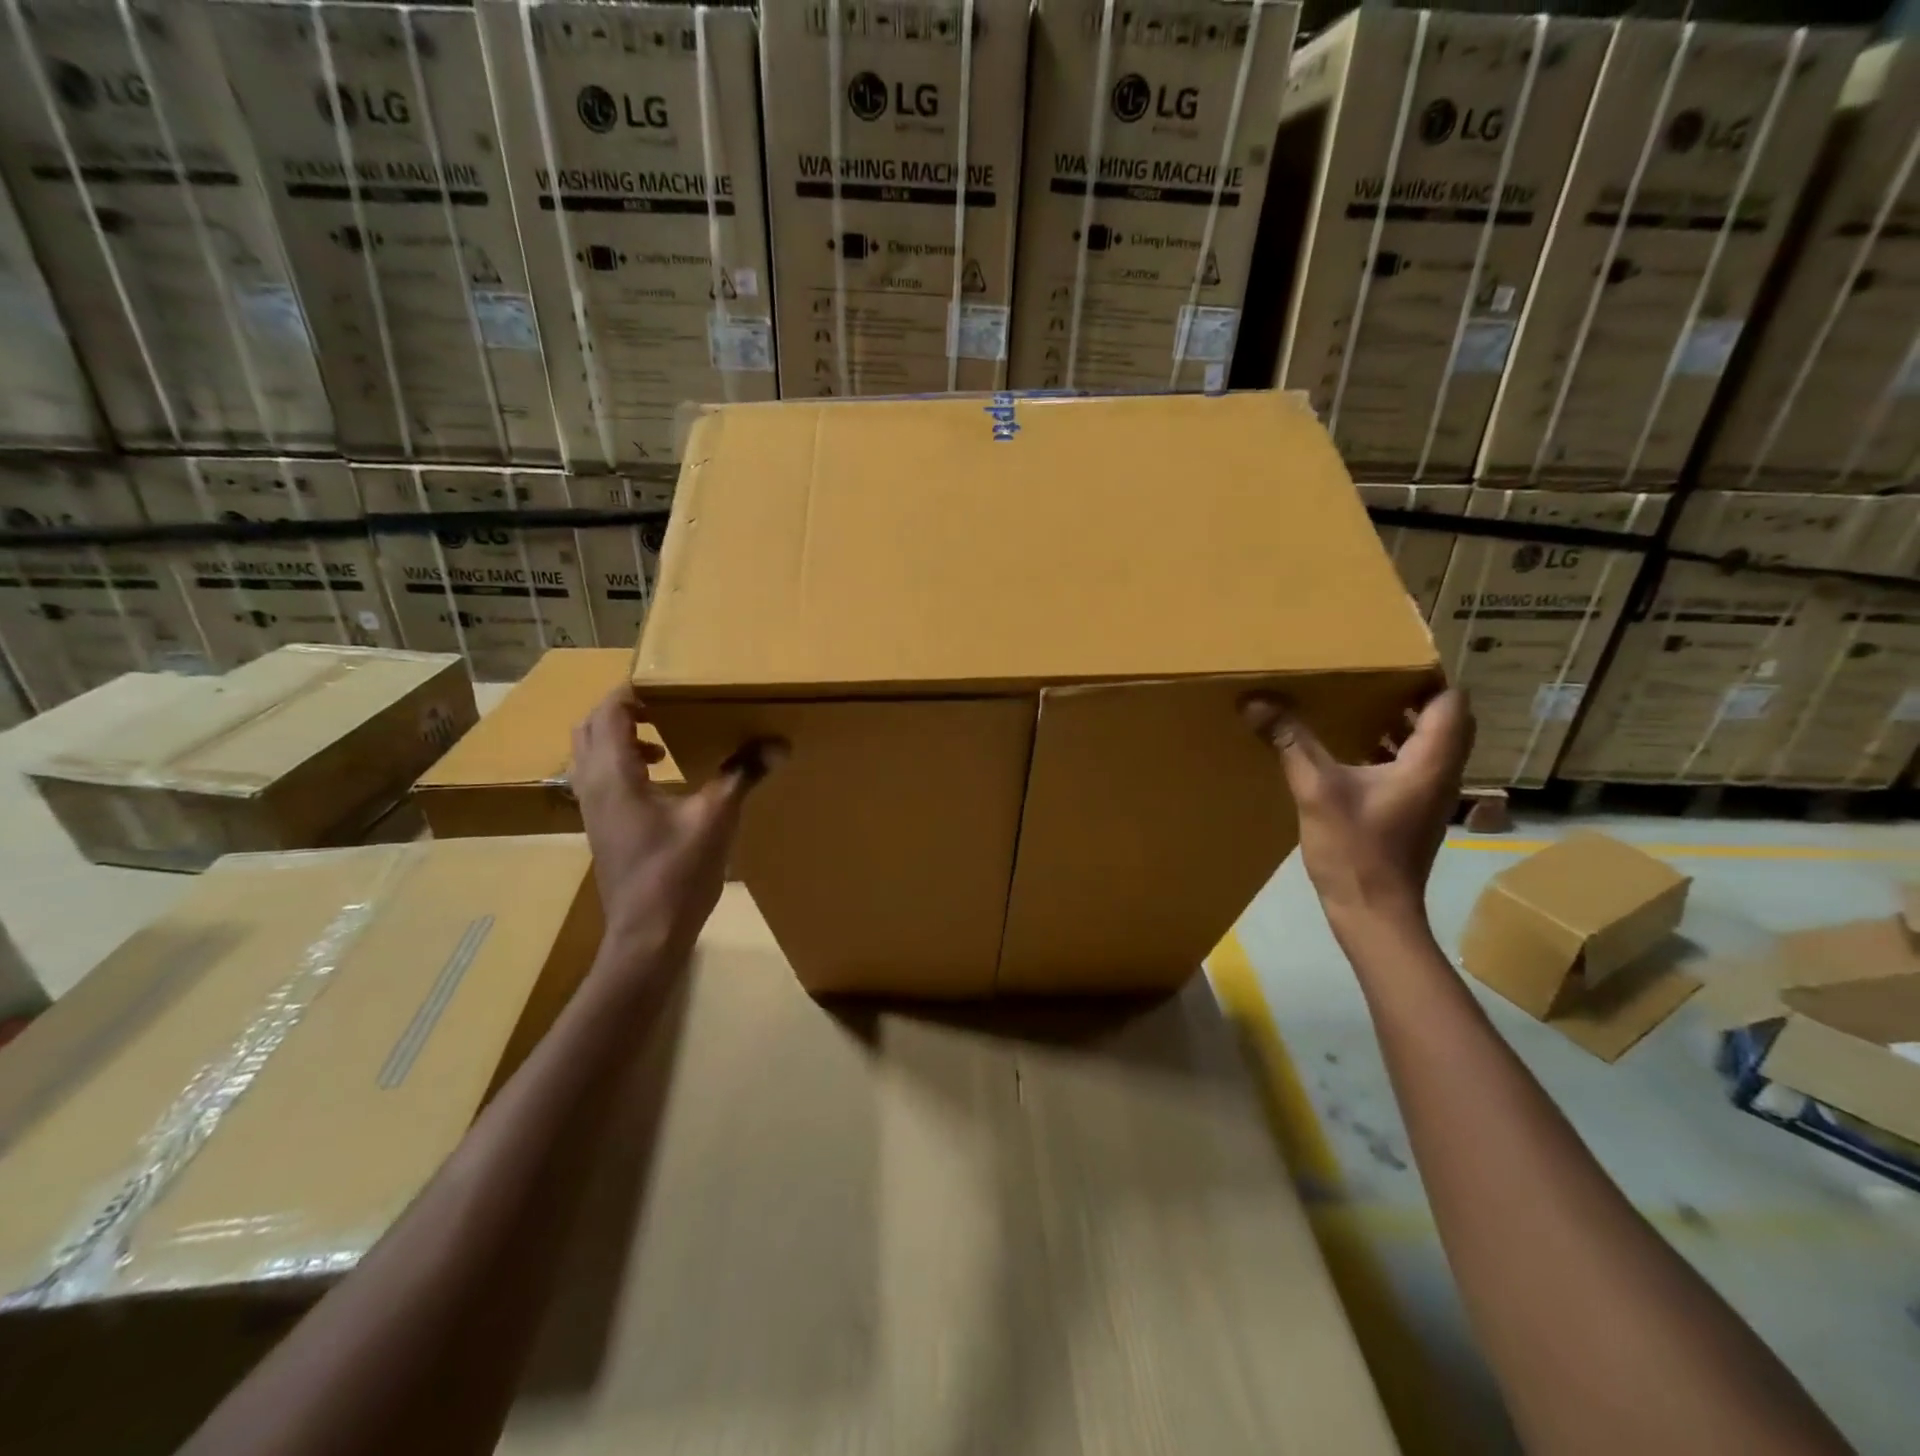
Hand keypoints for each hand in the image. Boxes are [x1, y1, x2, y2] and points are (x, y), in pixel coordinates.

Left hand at [569, 684, 783, 965]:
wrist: (646, 935)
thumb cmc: (676, 874)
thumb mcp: (716, 819)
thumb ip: (741, 775)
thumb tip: (777, 743)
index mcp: (614, 776)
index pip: (608, 712)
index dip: (633, 690)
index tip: (669, 681)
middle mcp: (593, 786)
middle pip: (589, 728)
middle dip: (622, 709)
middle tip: (664, 704)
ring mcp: (592, 809)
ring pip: (589, 754)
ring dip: (619, 735)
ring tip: (662, 738)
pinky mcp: (601, 828)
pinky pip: (599, 777)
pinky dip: (622, 762)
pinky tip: (662, 779)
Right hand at [1242, 688, 1473, 944]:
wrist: (1374, 912)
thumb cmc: (1356, 850)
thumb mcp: (1317, 790)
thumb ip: (1291, 743)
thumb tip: (1257, 701)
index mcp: (1431, 761)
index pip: (1451, 701)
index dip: (1427, 676)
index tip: (1390, 660)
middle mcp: (1441, 773)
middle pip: (1446, 719)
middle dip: (1413, 695)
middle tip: (1372, 678)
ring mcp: (1431, 795)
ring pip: (1432, 743)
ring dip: (1403, 722)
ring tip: (1360, 704)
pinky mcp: (1414, 811)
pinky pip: (1414, 765)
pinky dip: (1392, 748)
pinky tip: (1352, 749)